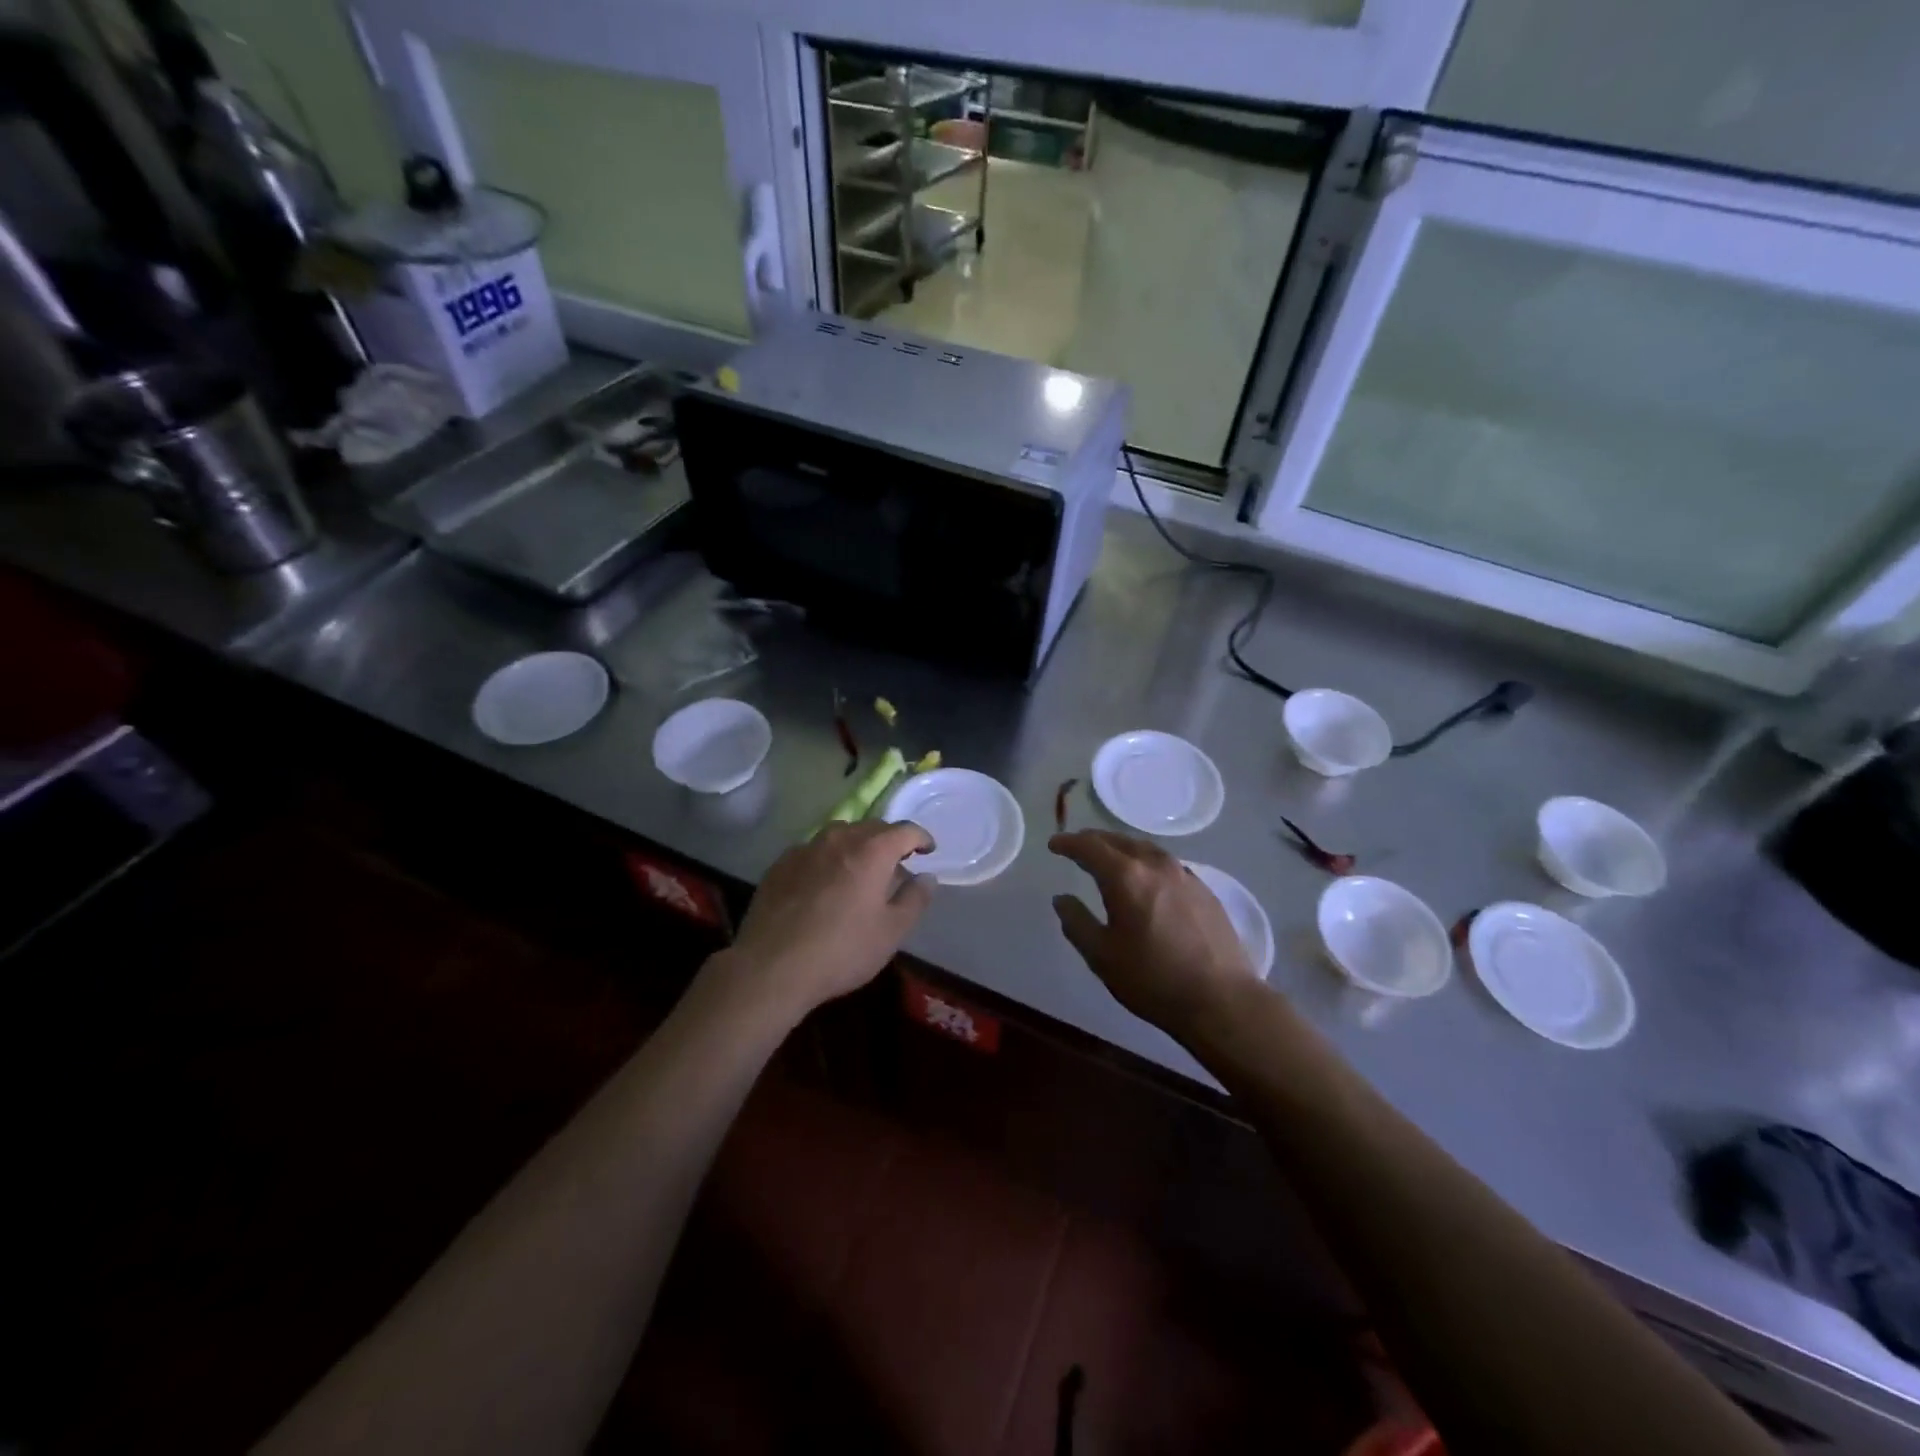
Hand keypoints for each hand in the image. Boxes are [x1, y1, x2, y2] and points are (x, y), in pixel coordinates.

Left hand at [714, 821, 935, 1024]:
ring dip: (856, 846)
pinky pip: (813, 851)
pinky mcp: (780, 864)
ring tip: (859, 871)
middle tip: (896, 865)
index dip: (921, 838)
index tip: (928, 851)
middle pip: (871, 828)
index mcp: (872, 851)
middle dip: (889, 841)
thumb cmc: (842, 950)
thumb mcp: (891, 932)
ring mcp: (805, 848)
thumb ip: (915, 899)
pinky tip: (823, 885)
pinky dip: (827, 859)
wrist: (772, 967)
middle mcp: (839, 839)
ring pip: (839, 835)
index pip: (905, 830)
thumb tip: (926, 877)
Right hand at [1049, 830, 1257, 1042]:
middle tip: (1077, 845)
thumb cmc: (1153, 980)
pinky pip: (1166, 863)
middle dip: (1094, 840)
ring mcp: (1184, 875)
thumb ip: (1076, 922)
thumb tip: (1061, 899)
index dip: (1068, 843)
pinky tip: (1146, 876)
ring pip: (1146, 848)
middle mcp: (1155, 865)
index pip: (1090, 847)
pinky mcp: (1204, 890)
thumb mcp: (1102, 956)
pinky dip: (1146, 860)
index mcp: (1126, 877)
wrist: (1222, 1000)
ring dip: (1122, 847)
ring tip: (1110, 856)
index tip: (1054, 845)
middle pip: (1119, 840)